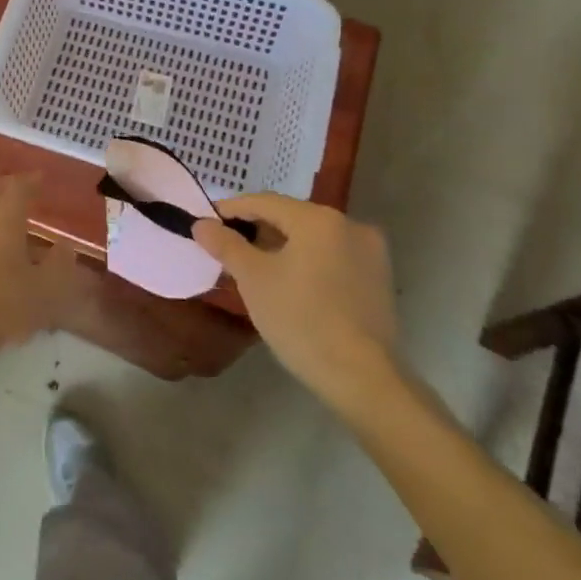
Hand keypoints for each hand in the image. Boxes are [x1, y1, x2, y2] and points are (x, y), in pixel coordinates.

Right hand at [194, 194, 401, 418]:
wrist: (361, 377)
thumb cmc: (300, 319)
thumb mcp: (253, 279)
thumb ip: (226, 244)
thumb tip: (201, 224)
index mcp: (318, 219)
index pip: (265, 202)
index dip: (232, 210)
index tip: (208, 222)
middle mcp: (349, 225)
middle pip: (292, 218)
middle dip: (258, 229)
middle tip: (228, 246)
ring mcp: (370, 252)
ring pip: (314, 238)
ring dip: (283, 245)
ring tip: (255, 265)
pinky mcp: (379, 279)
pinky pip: (333, 257)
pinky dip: (308, 261)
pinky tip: (291, 282)